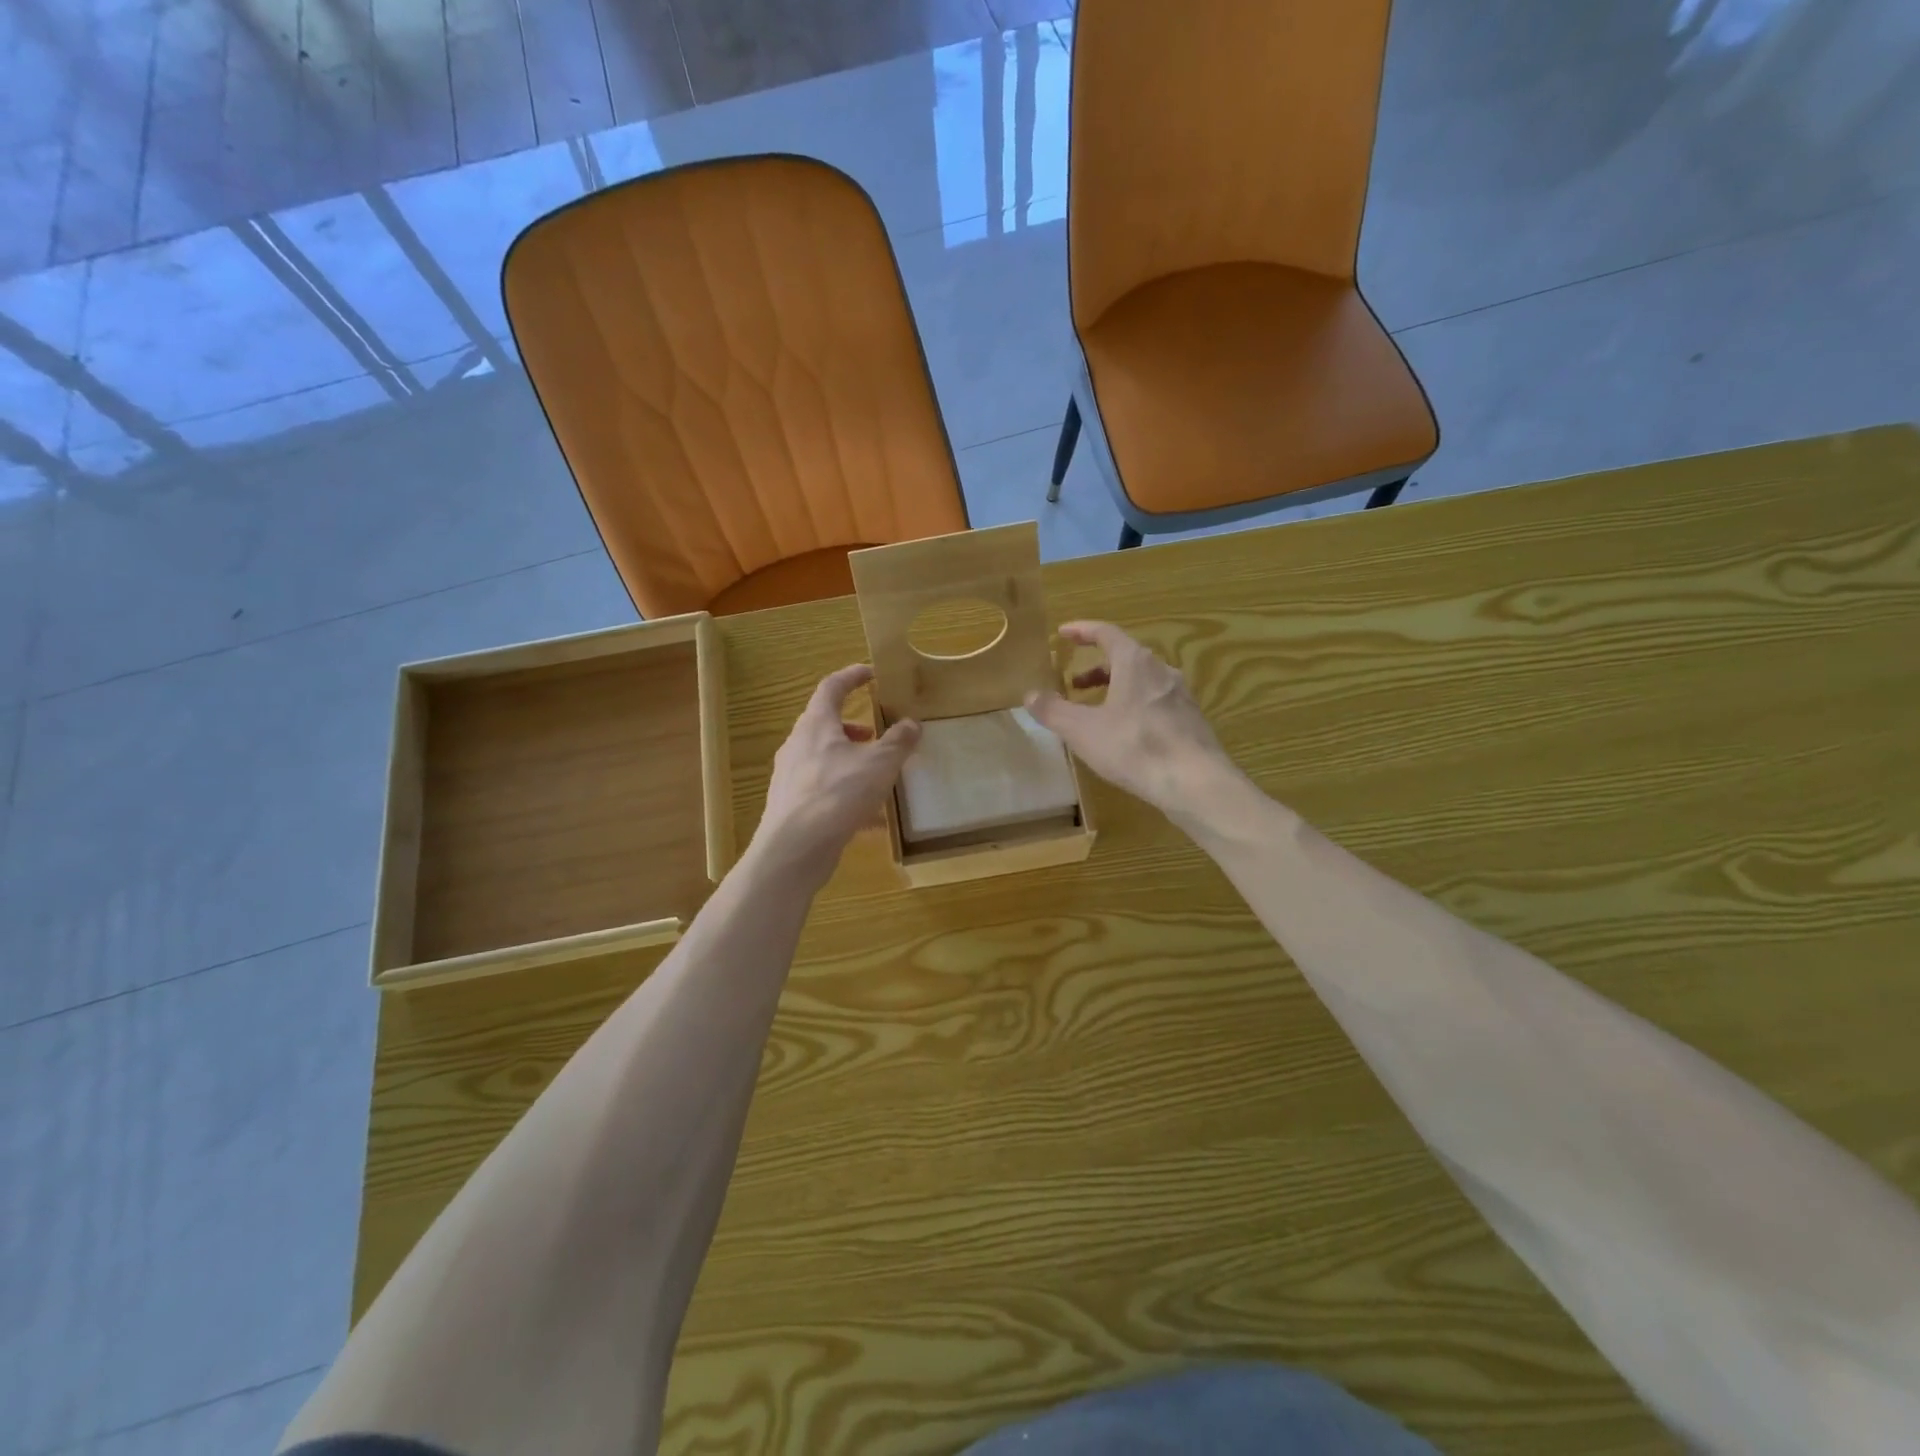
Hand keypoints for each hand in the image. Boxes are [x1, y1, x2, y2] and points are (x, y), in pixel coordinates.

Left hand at [753, 664, 920, 881]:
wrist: (794, 848)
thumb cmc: (837, 793)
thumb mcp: (879, 763)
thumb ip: (898, 741)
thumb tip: (911, 724)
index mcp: (816, 724)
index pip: (831, 687)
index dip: (852, 676)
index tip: (871, 673)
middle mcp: (797, 745)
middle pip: (824, 723)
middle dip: (852, 725)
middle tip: (876, 732)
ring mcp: (790, 776)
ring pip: (822, 757)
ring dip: (849, 758)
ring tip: (875, 773)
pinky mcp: (791, 805)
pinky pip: (822, 788)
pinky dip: (845, 790)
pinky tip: (867, 815)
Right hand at [1025, 621, 1237, 814]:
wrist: (1195, 781)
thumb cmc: (1134, 747)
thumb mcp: (1082, 730)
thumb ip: (1053, 710)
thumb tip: (1030, 694)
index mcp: (1134, 662)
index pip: (1106, 633)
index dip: (1082, 631)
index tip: (1063, 633)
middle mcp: (1161, 670)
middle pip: (1125, 657)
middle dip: (1097, 668)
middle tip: (1075, 684)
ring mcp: (1181, 695)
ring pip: (1143, 681)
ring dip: (1117, 688)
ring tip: (1098, 711)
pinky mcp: (1192, 720)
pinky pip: (1157, 702)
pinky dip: (1136, 706)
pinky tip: (1127, 733)